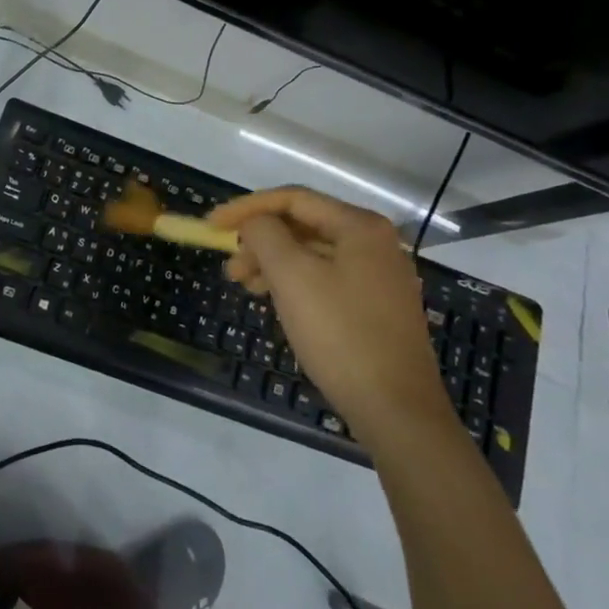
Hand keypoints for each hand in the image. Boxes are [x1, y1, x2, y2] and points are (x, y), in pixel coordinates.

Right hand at [207, 186, 450, 452]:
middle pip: (303, 225)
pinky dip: (293, 282)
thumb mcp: (292, 277)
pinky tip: (274, 301)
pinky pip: (325, 278)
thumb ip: (265, 235)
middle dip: (260, 240)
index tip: (212, 225)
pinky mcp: (375, 305)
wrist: (397, 409)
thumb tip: (254, 223)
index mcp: (359, 226)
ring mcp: (378, 275)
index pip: (293, 199)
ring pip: (312, 253)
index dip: (247, 207)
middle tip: (229, 267)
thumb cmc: (341, 334)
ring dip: (273, 263)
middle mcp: (374, 242)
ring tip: (244, 285)